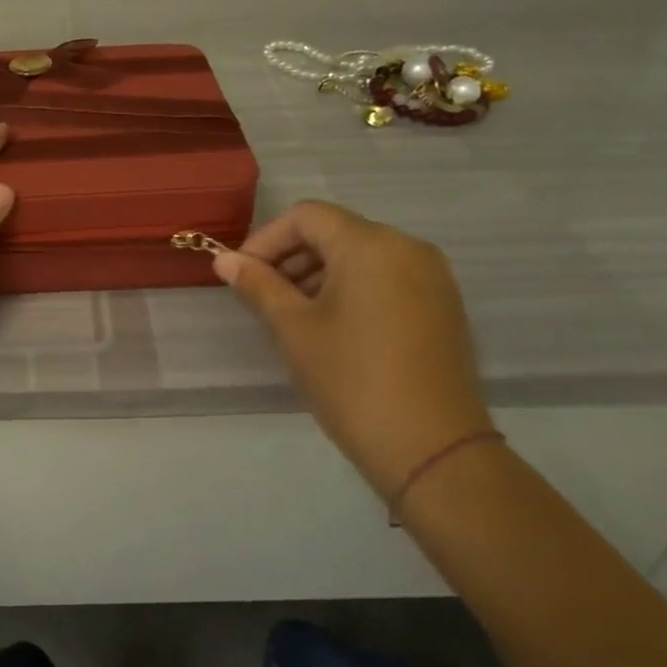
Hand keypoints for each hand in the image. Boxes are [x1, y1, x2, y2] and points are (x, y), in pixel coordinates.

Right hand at [214, 200, 493, 496]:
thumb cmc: (351, 380)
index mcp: (370, 244)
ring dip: (319, 273)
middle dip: (291, 257)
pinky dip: (352, 288)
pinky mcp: (443, 306)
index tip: (241, 274)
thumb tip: (223, 260)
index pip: (306, 217)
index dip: (266, 239)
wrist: (432, 450)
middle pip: (335, 232)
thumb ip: (257, 284)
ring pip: (361, 255)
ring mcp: (432, 277)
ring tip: (292, 314)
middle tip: (261, 295)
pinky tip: (331, 326)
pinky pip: (386, 277)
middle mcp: (407, 247)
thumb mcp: (293, 328)